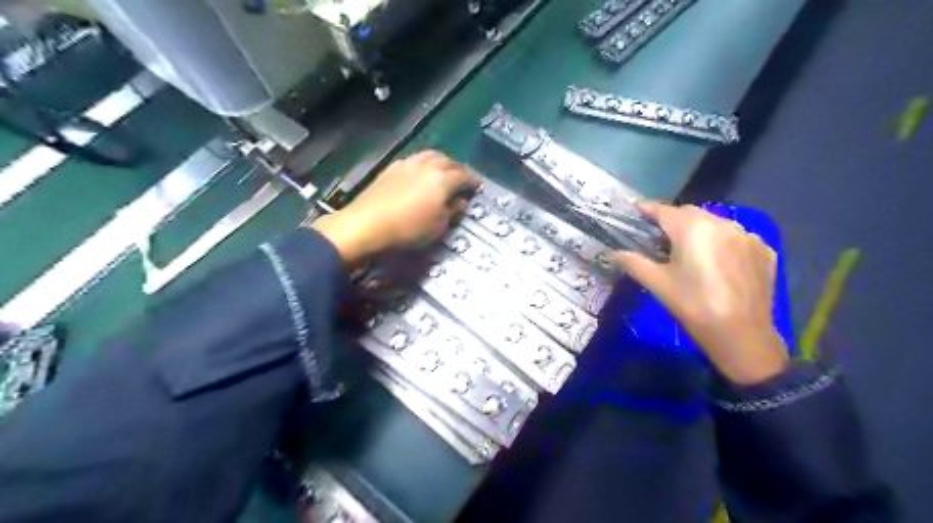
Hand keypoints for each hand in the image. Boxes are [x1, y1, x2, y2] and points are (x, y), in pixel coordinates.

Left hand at [311, 151, 476, 264]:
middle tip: (462, 180)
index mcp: (443, 178)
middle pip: (449, 161)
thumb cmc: (409, 229)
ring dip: (441, 162)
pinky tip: (421, 173)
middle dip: (458, 169)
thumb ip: (453, 211)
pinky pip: (415, 159)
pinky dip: (424, 163)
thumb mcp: (438, 226)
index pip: (465, 176)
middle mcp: (427, 165)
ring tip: (443, 172)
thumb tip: (460, 202)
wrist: (367, 224)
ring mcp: (408, 163)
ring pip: (431, 155)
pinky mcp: (392, 167)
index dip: (473, 182)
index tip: (477, 187)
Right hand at [617, 201, 788, 384]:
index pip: (664, 210)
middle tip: (659, 239)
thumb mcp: (657, 284)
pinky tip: (718, 263)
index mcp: (693, 228)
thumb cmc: (693, 306)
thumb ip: (633, 263)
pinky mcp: (764, 251)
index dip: (647, 209)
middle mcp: (722, 223)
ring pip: (715, 223)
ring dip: (699, 230)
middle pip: (690, 213)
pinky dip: (722, 242)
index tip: (635, 211)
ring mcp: (747, 236)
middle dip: (673, 220)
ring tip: (689, 251)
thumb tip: (614, 254)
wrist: (742, 336)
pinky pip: (736, 237)